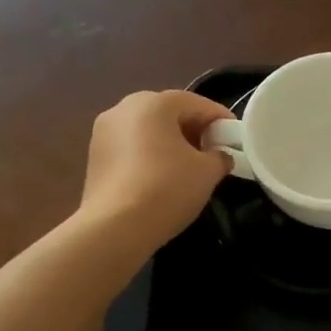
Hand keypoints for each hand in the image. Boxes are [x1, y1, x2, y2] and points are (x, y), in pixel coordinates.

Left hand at [78, 90, 232, 257]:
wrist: (115, 227)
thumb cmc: (167, 188)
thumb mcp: (207, 172)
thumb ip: (220, 157)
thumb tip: (220, 156)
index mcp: (153, 102)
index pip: (197, 103)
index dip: (220, 119)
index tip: (236, 137)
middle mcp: (124, 108)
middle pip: (169, 113)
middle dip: (194, 129)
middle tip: (214, 152)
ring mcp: (104, 132)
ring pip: (148, 130)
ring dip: (171, 142)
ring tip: (190, 167)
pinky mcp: (94, 156)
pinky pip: (132, 147)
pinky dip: (150, 155)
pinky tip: (163, 178)